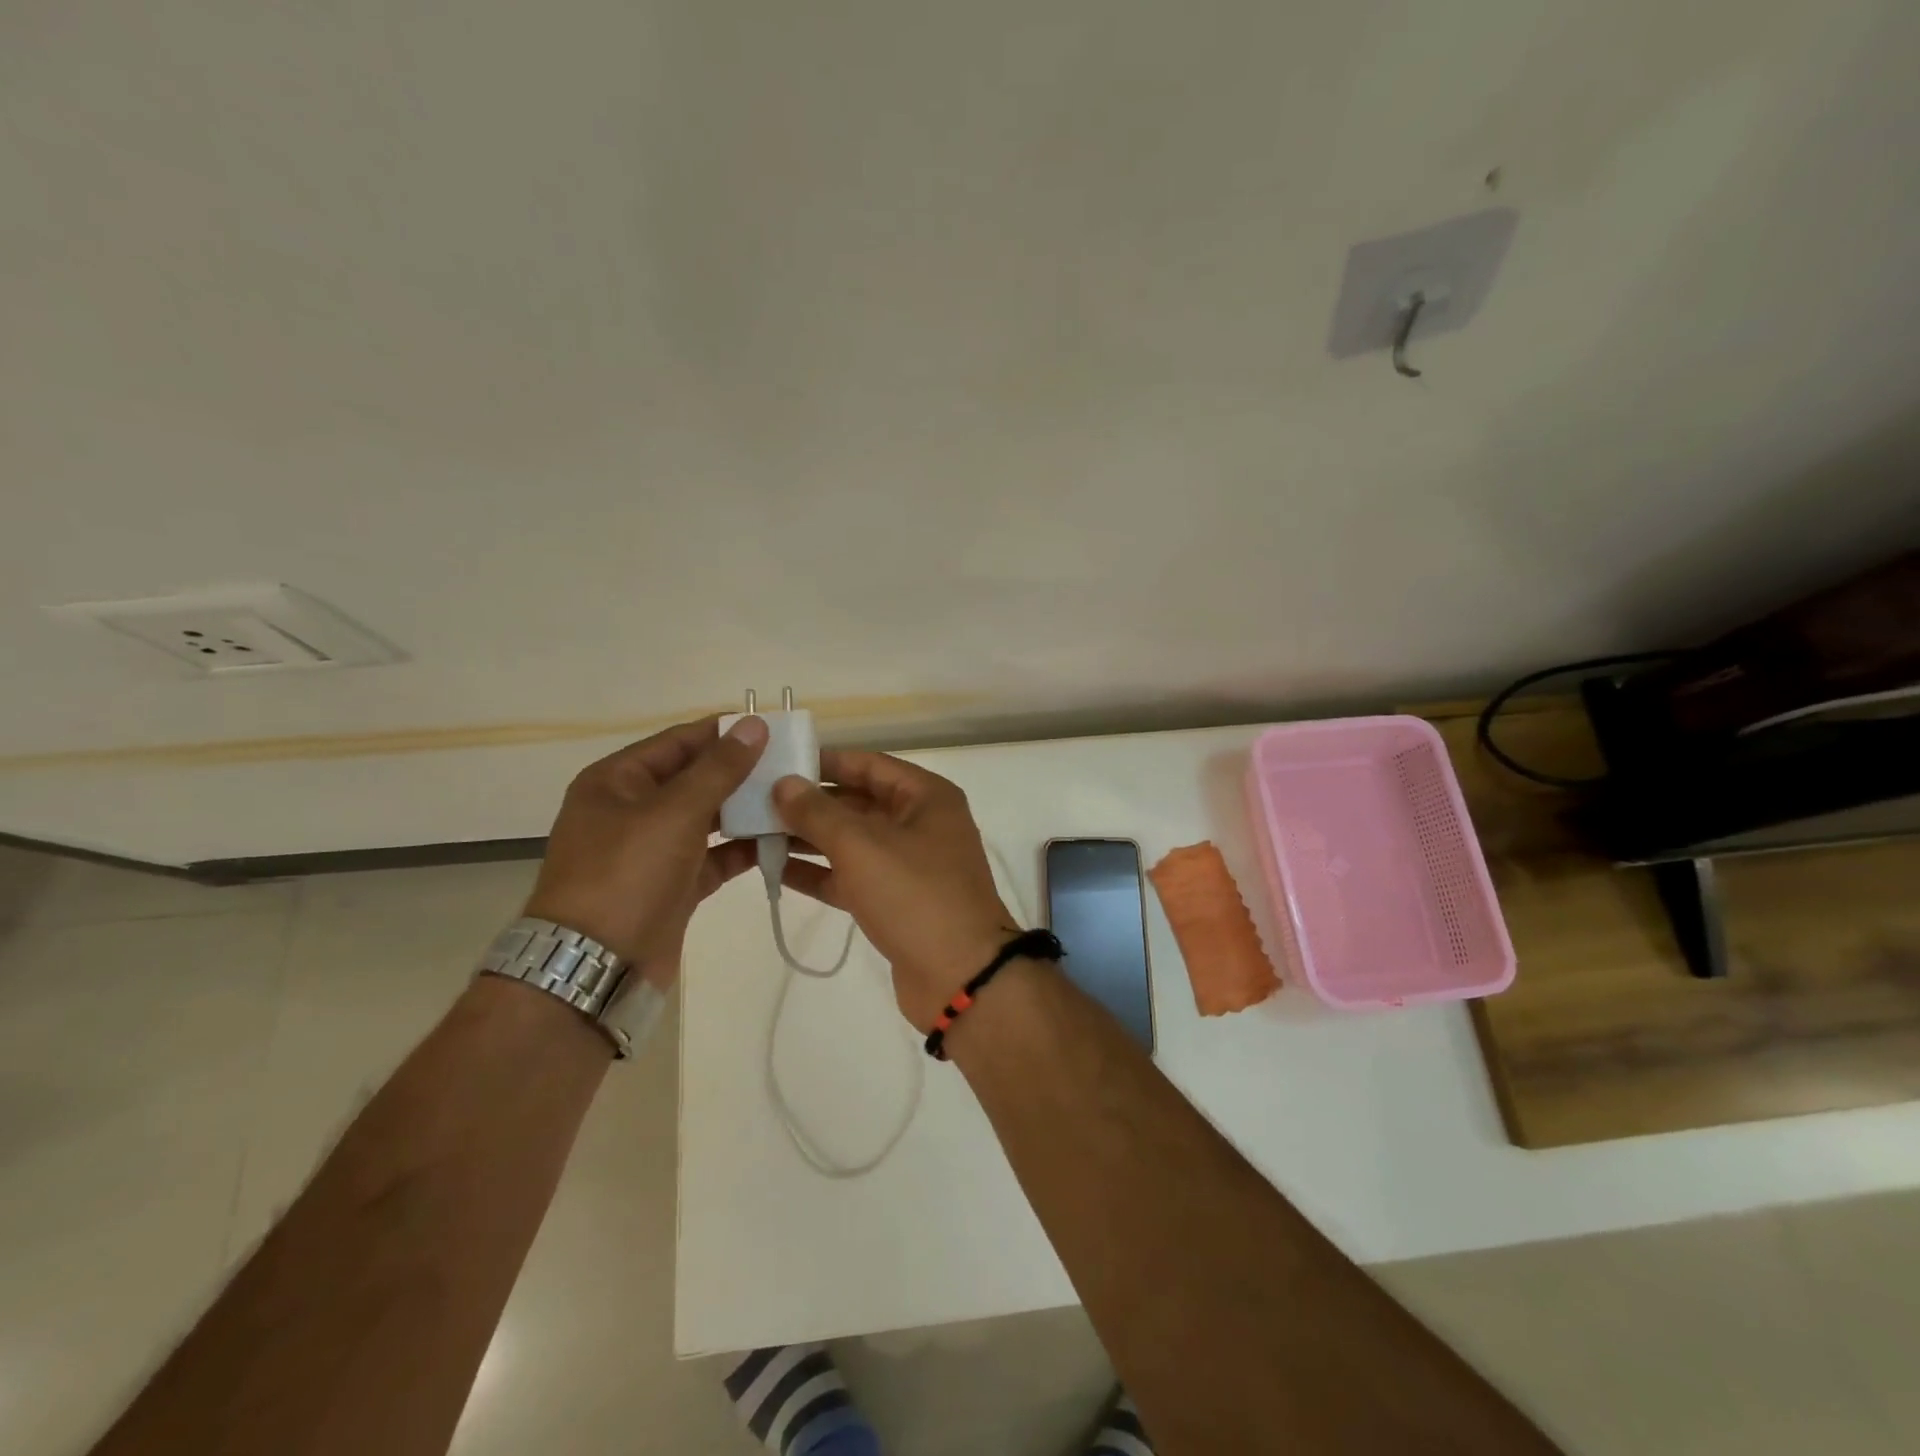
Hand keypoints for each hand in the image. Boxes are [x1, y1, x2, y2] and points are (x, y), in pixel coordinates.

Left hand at [524, 715, 768, 985]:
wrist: (597, 966)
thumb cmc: (627, 874)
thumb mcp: (674, 812)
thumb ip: (719, 768)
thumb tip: (753, 724)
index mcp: (617, 780)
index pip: (678, 741)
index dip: (723, 731)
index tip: (772, 727)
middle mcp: (633, 809)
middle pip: (695, 778)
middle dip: (741, 772)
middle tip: (793, 764)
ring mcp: (653, 849)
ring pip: (708, 817)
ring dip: (747, 809)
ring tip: (794, 798)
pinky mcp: (674, 883)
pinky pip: (715, 855)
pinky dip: (743, 848)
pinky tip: (781, 840)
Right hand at [772, 750, 1022, 1030]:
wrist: (960, 976)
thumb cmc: (914, 895)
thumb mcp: (861, 846)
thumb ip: (818, 813)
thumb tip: (784, 784)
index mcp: (926, 797)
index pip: (869, 765)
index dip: (825, 762)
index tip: (779, 763)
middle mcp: (921, 824)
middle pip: (859, 803)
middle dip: (811, 804)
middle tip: (757, 801)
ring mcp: (910, 865)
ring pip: (852, 842)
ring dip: (809, 839)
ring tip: (756, 833)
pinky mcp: (896, 902)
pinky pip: (852, 876)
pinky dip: (820, 873)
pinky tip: (776, 871)